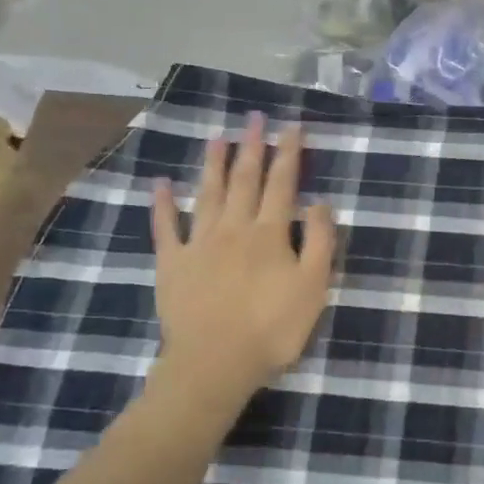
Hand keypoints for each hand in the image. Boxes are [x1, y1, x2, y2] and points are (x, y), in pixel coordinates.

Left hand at [148, 113, 336, 429]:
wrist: (214, 365)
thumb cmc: (272, 329)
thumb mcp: (313, 287)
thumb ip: (321, 243)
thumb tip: (321, 202)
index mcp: (270, 233)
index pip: (283, 183)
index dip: (288, 153)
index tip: (291, 126)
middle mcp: (234, 228)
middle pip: (244, 180)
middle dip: (251, 147)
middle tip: (253, 118)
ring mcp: (199, 243)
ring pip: (208, 194)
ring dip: (213, 163)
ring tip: (217, 137)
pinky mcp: (172, 264)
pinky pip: (166, 228)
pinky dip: (164, 204)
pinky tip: (162, 183)